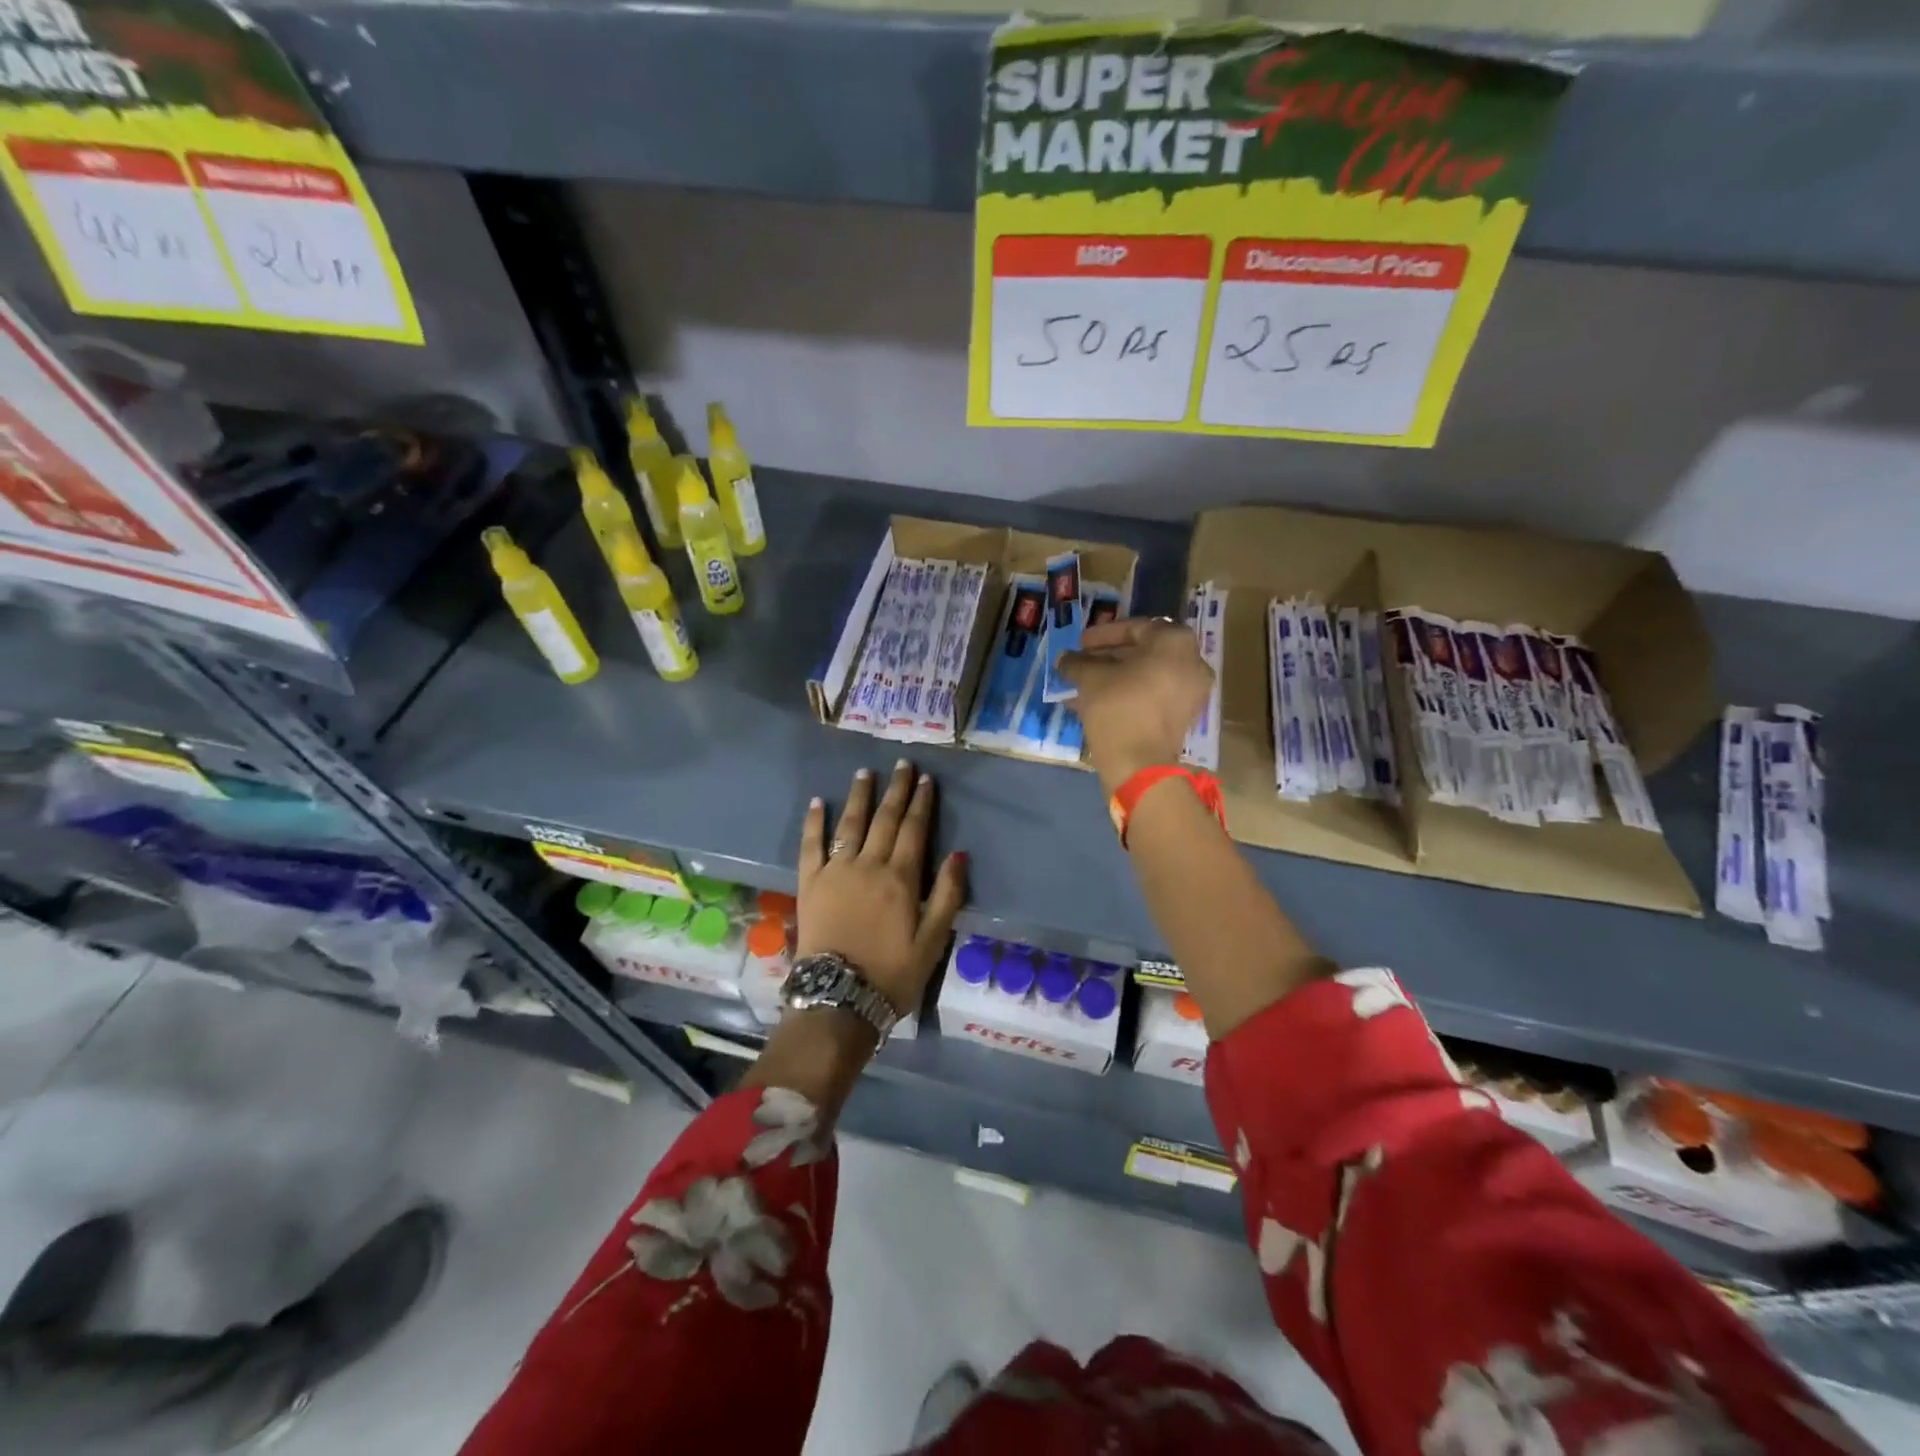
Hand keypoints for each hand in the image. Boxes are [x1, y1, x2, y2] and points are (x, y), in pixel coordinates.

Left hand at [797, 761, 968, 1015]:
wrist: (839, 997)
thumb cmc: (892, 973)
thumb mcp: (933, 940)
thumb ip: (947, 895)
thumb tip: (959, 854)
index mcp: (900, 878)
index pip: (914, 829)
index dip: (921, 802)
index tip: (926, 779)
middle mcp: (868, 865)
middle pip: (885, 819)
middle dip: (896, 790)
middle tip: (902, 763)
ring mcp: (836, 871)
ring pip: (850, 824)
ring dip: (859, 796)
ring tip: (865, 773)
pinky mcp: (810, 883)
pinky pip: (810, 845)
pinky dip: (814, 822)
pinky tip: (817, 802)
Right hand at [1060, 617, 1212, 793]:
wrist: (1139, 764)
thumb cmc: (1118, 708)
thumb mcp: (1090, 679)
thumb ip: (1077, 663)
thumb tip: (1064, 659)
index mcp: (1175, 642)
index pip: (1135, 627)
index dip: (1103, 634)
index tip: (1080, 643)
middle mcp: (1191, 661)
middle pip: (1143, 651)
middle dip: (1107, 656)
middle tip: (1081, 662)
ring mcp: (1191, 691)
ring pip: (1147, 675)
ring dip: (1114, 676)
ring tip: (1083, 684)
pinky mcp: (1183, 715)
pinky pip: (1153, 694)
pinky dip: (1128, 693)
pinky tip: (1096, 701)